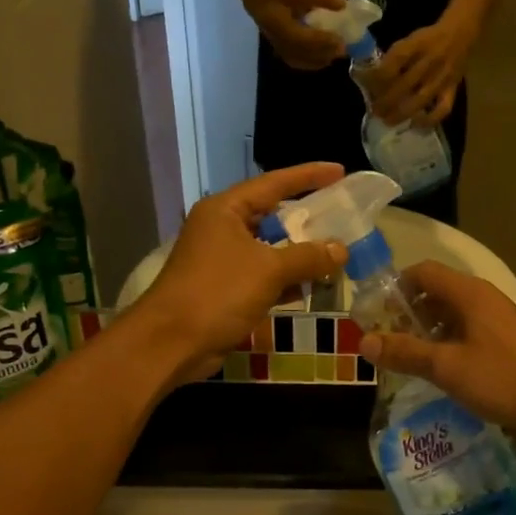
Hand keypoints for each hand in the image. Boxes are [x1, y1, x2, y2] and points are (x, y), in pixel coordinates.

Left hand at [133, 164, 348, 380]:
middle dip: (308, 219)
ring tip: (337, 252)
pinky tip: (313, 286)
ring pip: (270, 249)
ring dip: (301, 253)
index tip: (340, 171)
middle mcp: (222, 228)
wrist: (172, 343)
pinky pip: (264, 276)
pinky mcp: (225, 289)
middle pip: (273, 215)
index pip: (274, 183)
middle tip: (343, 216)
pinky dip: (287, 279)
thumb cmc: (218, 293)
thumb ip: (308, 257)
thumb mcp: (269, 270)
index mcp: (226, 210)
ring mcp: (222, 260)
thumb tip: (341, 250)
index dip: (309, 176)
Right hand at [245, 0, 348, 70]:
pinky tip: (326, 58)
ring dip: (321, 59)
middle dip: (325, 52)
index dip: (322, 41)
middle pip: (304, 53)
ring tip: (338, 54)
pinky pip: (299, 62)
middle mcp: (278, 41)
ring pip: (302, 60)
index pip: (303, 39)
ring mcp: (279, 49)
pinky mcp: (282, 52)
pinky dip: (314, 62)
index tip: (340, 40)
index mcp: (279, 25)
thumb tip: (343, 4)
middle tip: (344, 48)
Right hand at [359, 262, 515, 439]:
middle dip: (409, 313)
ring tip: (410, 358)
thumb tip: (364, 341)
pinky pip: (469, 330)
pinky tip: (442, 370)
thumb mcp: (446, 367)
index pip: (422, 272)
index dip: (396, 288)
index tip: (377, 314)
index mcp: (468, 293)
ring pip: (453, 313)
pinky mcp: (507, 340)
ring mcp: (498, 318)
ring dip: (429, 330)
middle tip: (389, 340)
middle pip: (437, 292)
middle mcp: (483, 298)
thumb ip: (405, 352)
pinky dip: (449, 342)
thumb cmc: (501, 377)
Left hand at [372, 19, 471, 126]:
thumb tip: (373, 78)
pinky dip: (429, 120)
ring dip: (401, 113)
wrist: (460, 33)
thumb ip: (394, 57)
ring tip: (388, 121)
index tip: (365, 86)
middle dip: (385, 101)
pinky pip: (443, 109)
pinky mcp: (452, 89)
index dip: (376, 77)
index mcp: (416, 45)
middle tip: (374, 111)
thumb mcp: (409, 39)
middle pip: (403, 85)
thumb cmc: (428, 38)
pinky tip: (415, 124)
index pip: (392, 63)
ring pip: (419, 100)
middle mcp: (429, 61)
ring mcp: (442, 77)